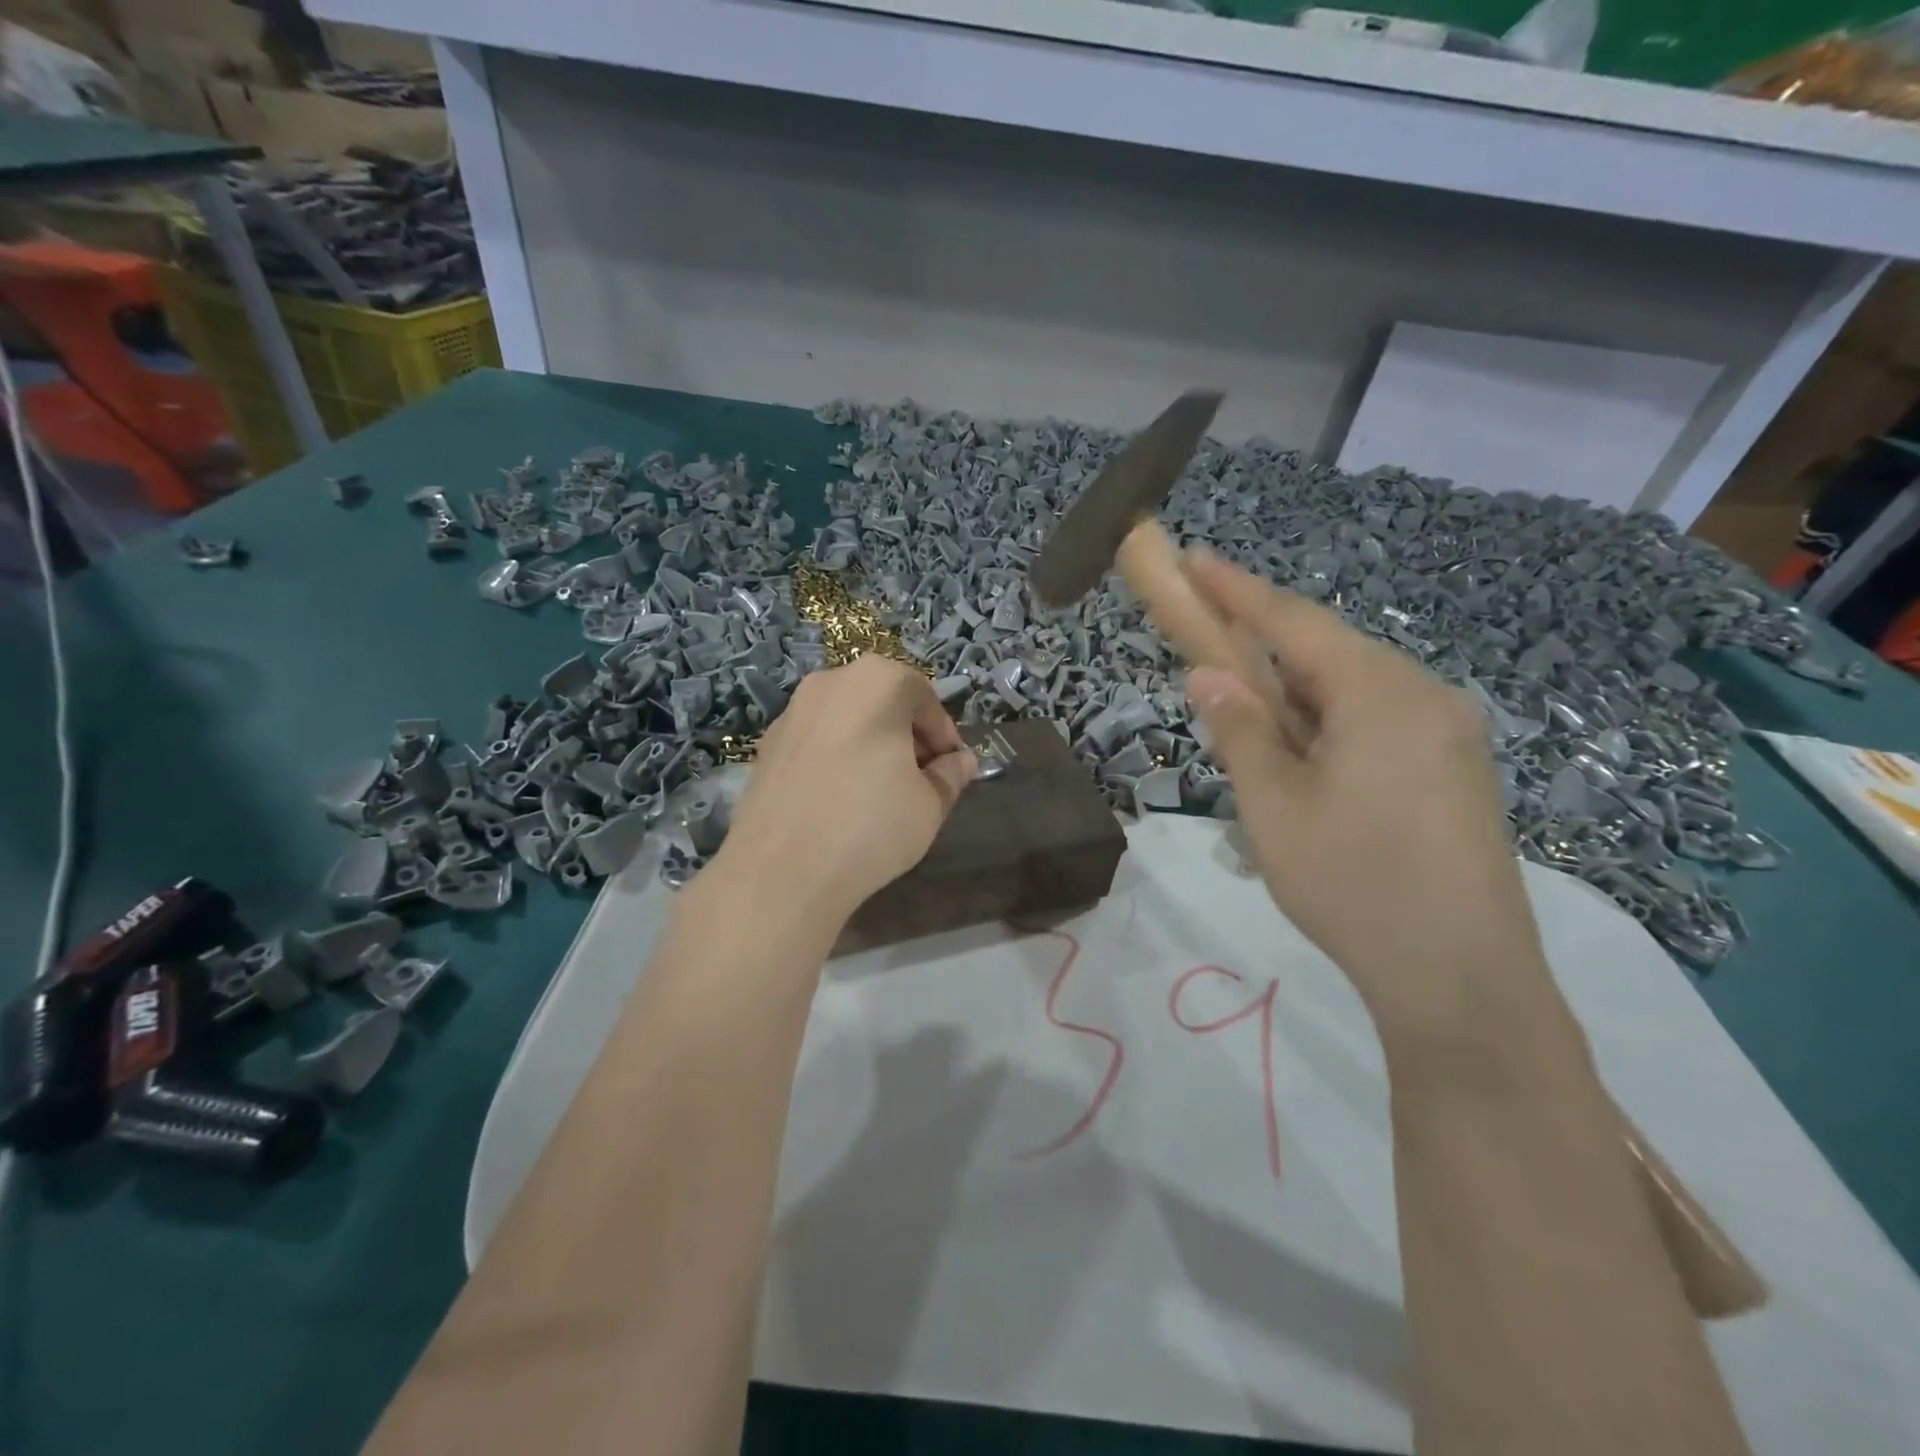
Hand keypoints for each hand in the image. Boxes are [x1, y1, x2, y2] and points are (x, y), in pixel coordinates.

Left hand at [714, 654, 977, 924]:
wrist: (780, 870)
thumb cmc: (871, 825)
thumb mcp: (930, 805)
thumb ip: (950, 775)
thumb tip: (960, 762)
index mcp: (878, 681)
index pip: (925, 697)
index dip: (943, 735)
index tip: (950, 769)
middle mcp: (831, 682)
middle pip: (882, 700)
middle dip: (906, 735)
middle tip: (919, 778)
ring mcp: (792, 711)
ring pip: (846, 718)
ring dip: (870, 744)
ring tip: (879, 791)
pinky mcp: (766, 744)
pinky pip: (816, 740)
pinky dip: (835, 757)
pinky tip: (839, 799)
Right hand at [1181, 550, 1555, 1043]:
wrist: (1462, 980)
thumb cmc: (1353, 884)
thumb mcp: (1273, 807)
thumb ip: (1240, 731)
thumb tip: (1208, 675)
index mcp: (1380, 693)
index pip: (1293, 622)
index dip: (1236, 590)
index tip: (1192, 558)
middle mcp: (1424, 696)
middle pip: (1326, 652)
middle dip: (1262, 648)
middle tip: (1207, 649)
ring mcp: (1448, 735)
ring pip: (1351, 691)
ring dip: (1293, 695)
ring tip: (1246, 722)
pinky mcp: (1456, 772)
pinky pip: (1378, 723)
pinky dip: (1327, 725)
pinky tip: (1303, 760)